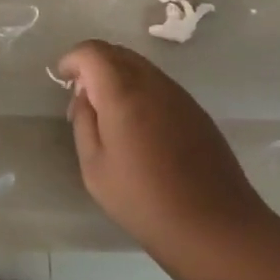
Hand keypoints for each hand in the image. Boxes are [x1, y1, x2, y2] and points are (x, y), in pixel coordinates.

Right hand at [59, 40, 270, 265]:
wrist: (216, 227)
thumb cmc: (145, 200)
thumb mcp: (95, 167)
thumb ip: (84, 122)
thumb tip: (84, 96)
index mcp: (122, 91)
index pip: (92, 52)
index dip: (73, 59)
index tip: (63, 79)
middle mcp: (152, 82)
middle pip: (117, 52)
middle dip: (94, 65)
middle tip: (83, 96)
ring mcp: (178, 94)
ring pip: (139, 66)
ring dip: (118, 76)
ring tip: (110, 113)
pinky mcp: (196, 110)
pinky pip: (159, 84)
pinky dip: (140, 89)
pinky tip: (139, 126)